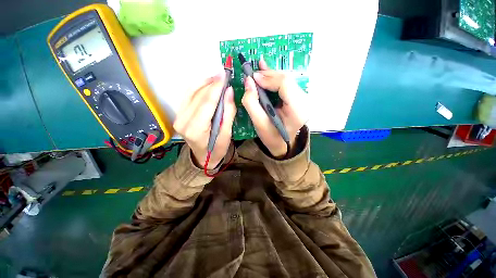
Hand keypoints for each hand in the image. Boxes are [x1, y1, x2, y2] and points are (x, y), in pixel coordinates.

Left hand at [173, 71, 235, 169]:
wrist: (203, 158)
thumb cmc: (217, 149)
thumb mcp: (227, 134)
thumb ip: (228, 112)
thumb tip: (229, 91)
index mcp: (196, 129)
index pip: (207, 102)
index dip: (216, 87)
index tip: (224, 74)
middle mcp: (183, 121)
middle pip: (198, 95)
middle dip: (211, 83)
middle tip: (223, 74)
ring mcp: (178, 117)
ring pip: (190, 92)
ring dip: (204, 82)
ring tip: (217, 78)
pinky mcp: (179, 114)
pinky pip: (187, 96)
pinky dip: (197, 87)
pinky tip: (207, 84)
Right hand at [242, 56, 308, 157]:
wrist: (283, 144)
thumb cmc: (271, 137)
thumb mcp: (258, 123)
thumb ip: (251, 102)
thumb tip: (248, 81)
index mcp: (297, 111)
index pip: (285, 85)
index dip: (268, 78)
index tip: (253, 78)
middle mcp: (304, 102)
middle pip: (287, 80)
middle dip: (268, 75)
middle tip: (252, 75)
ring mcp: (303, 99)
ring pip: (286, 80)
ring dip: (270, 75)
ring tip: (257, 72)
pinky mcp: (298, 98)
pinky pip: (286, 84)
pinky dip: (275, 78)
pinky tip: (266, 69)